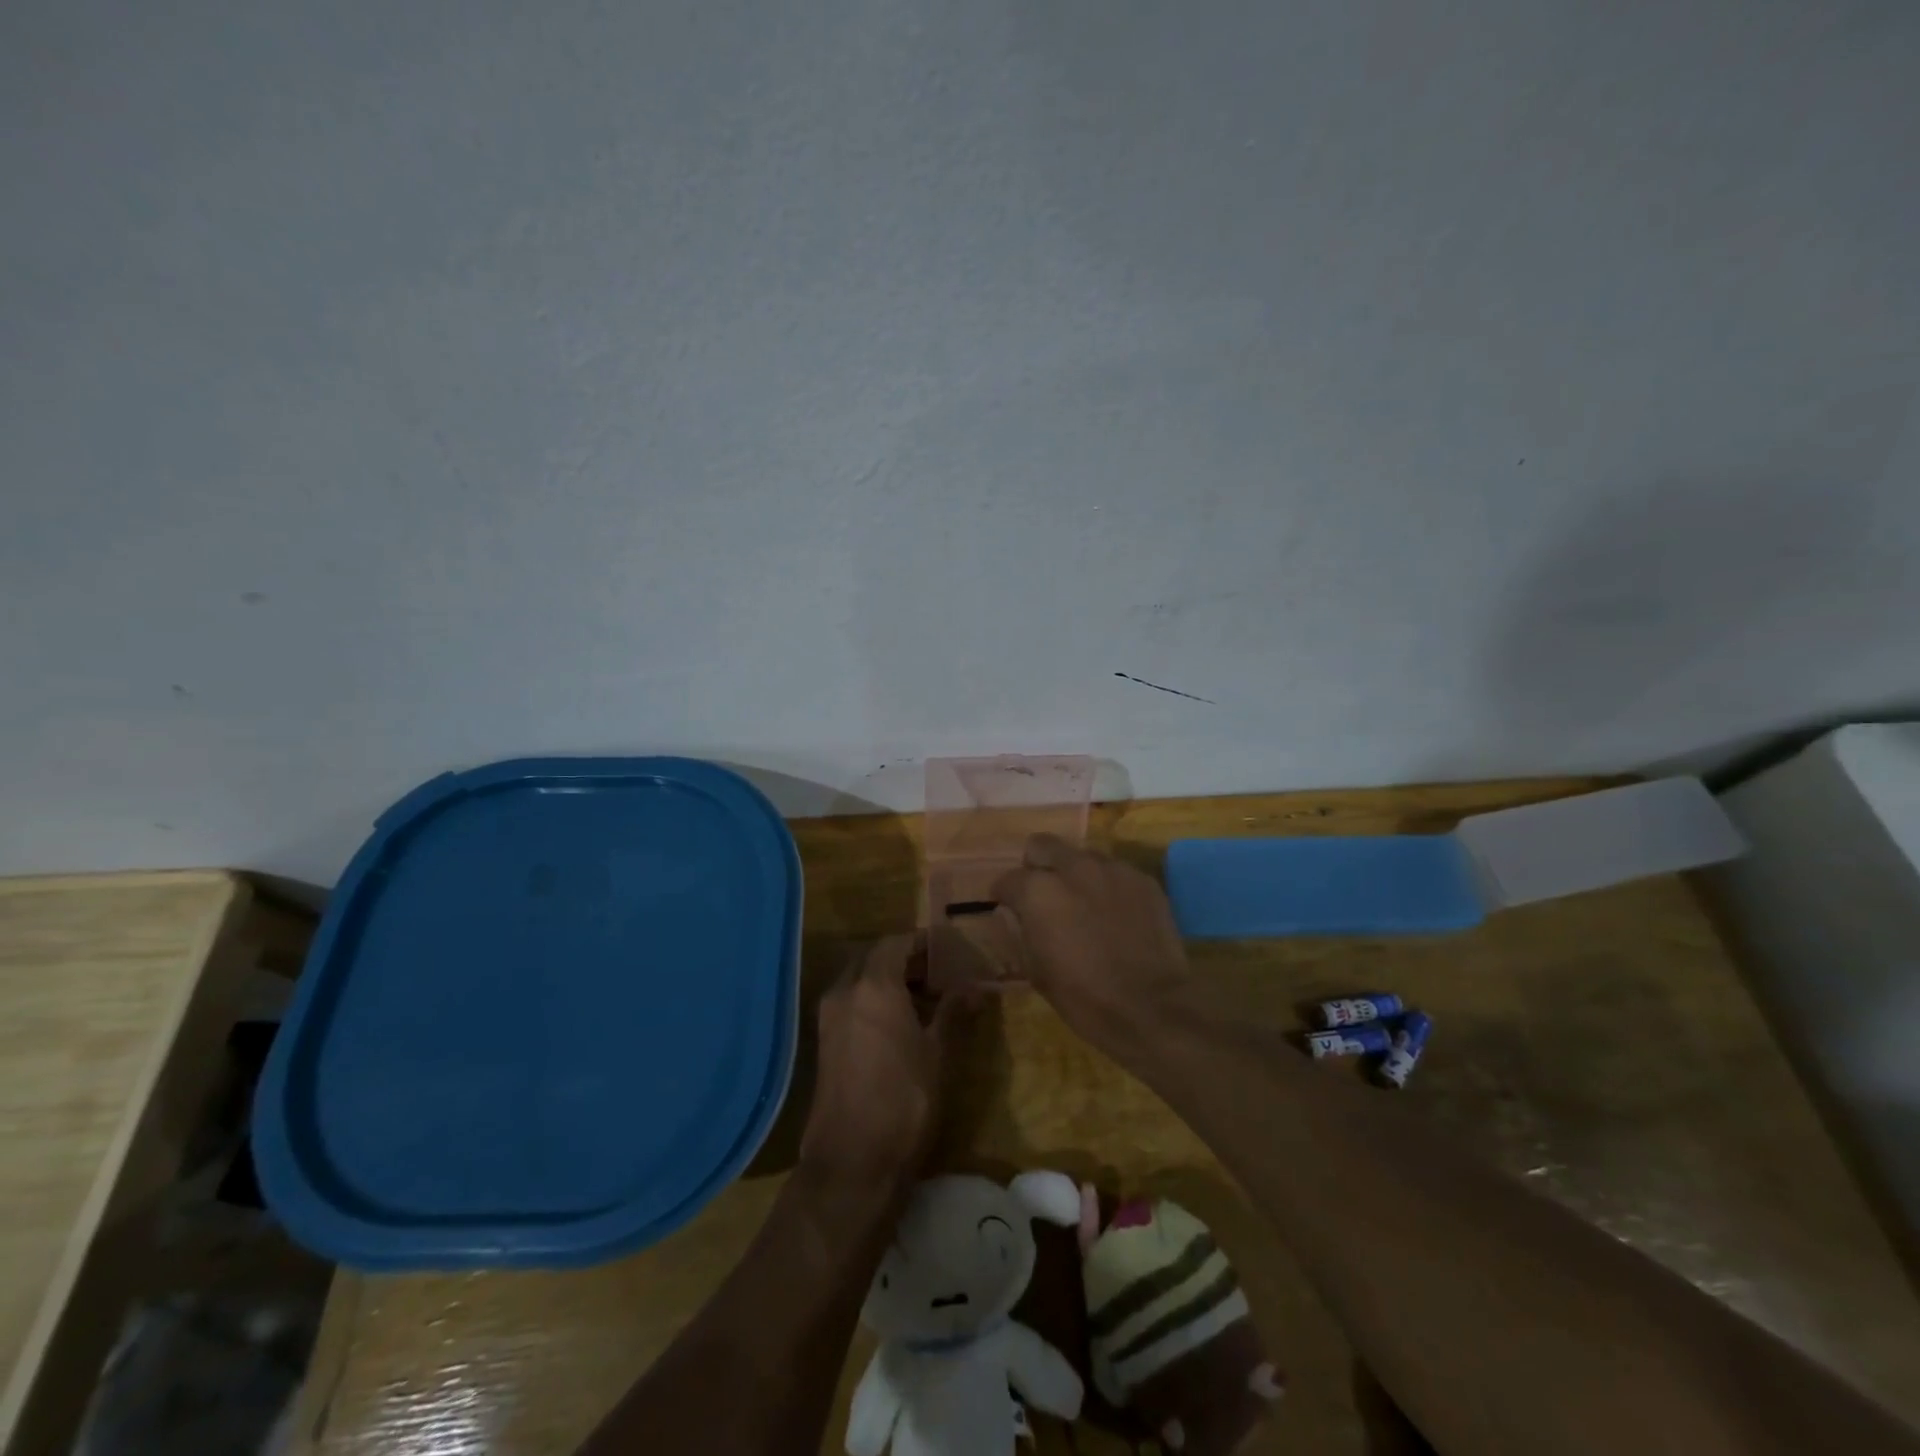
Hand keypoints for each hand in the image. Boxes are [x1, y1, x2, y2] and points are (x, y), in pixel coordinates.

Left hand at [799, 935, 959, 1188]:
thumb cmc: (904, 1099)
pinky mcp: (824, 1041)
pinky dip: (872, 999)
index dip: (922, 942)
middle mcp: (845, 991)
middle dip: (904, 958)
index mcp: (873, 985)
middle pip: (874, 957)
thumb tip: (975, 986)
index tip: (947, 948)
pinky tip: (897, 1021)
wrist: (853, 1160)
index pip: (896, 942)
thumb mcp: (937, 1053)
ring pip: (859, 979)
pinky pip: (850, 1002)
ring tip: (923, 995)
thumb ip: (953, 1011)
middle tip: (937, 971)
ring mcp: (829, 1016)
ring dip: (887, 978)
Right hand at [991, 835, 1199, 1057]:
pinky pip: (1115, 872)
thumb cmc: (1083, 997)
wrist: (1152, 1008)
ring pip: (1081, 856)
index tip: (1010, 909)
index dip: (1005, 895)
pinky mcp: (1143, 879)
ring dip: (1075, 874)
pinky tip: (1115, 914)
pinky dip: (1108, 886)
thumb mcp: (1035, 971)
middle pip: (1042, 845)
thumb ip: (1018, 931)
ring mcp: (1112, 869)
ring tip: (1084, 905)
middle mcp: (1073, 868)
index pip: (1008, 879)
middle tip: (1045, 896)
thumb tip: (1012, 914)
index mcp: (1038, 891)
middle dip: (1037, 866)